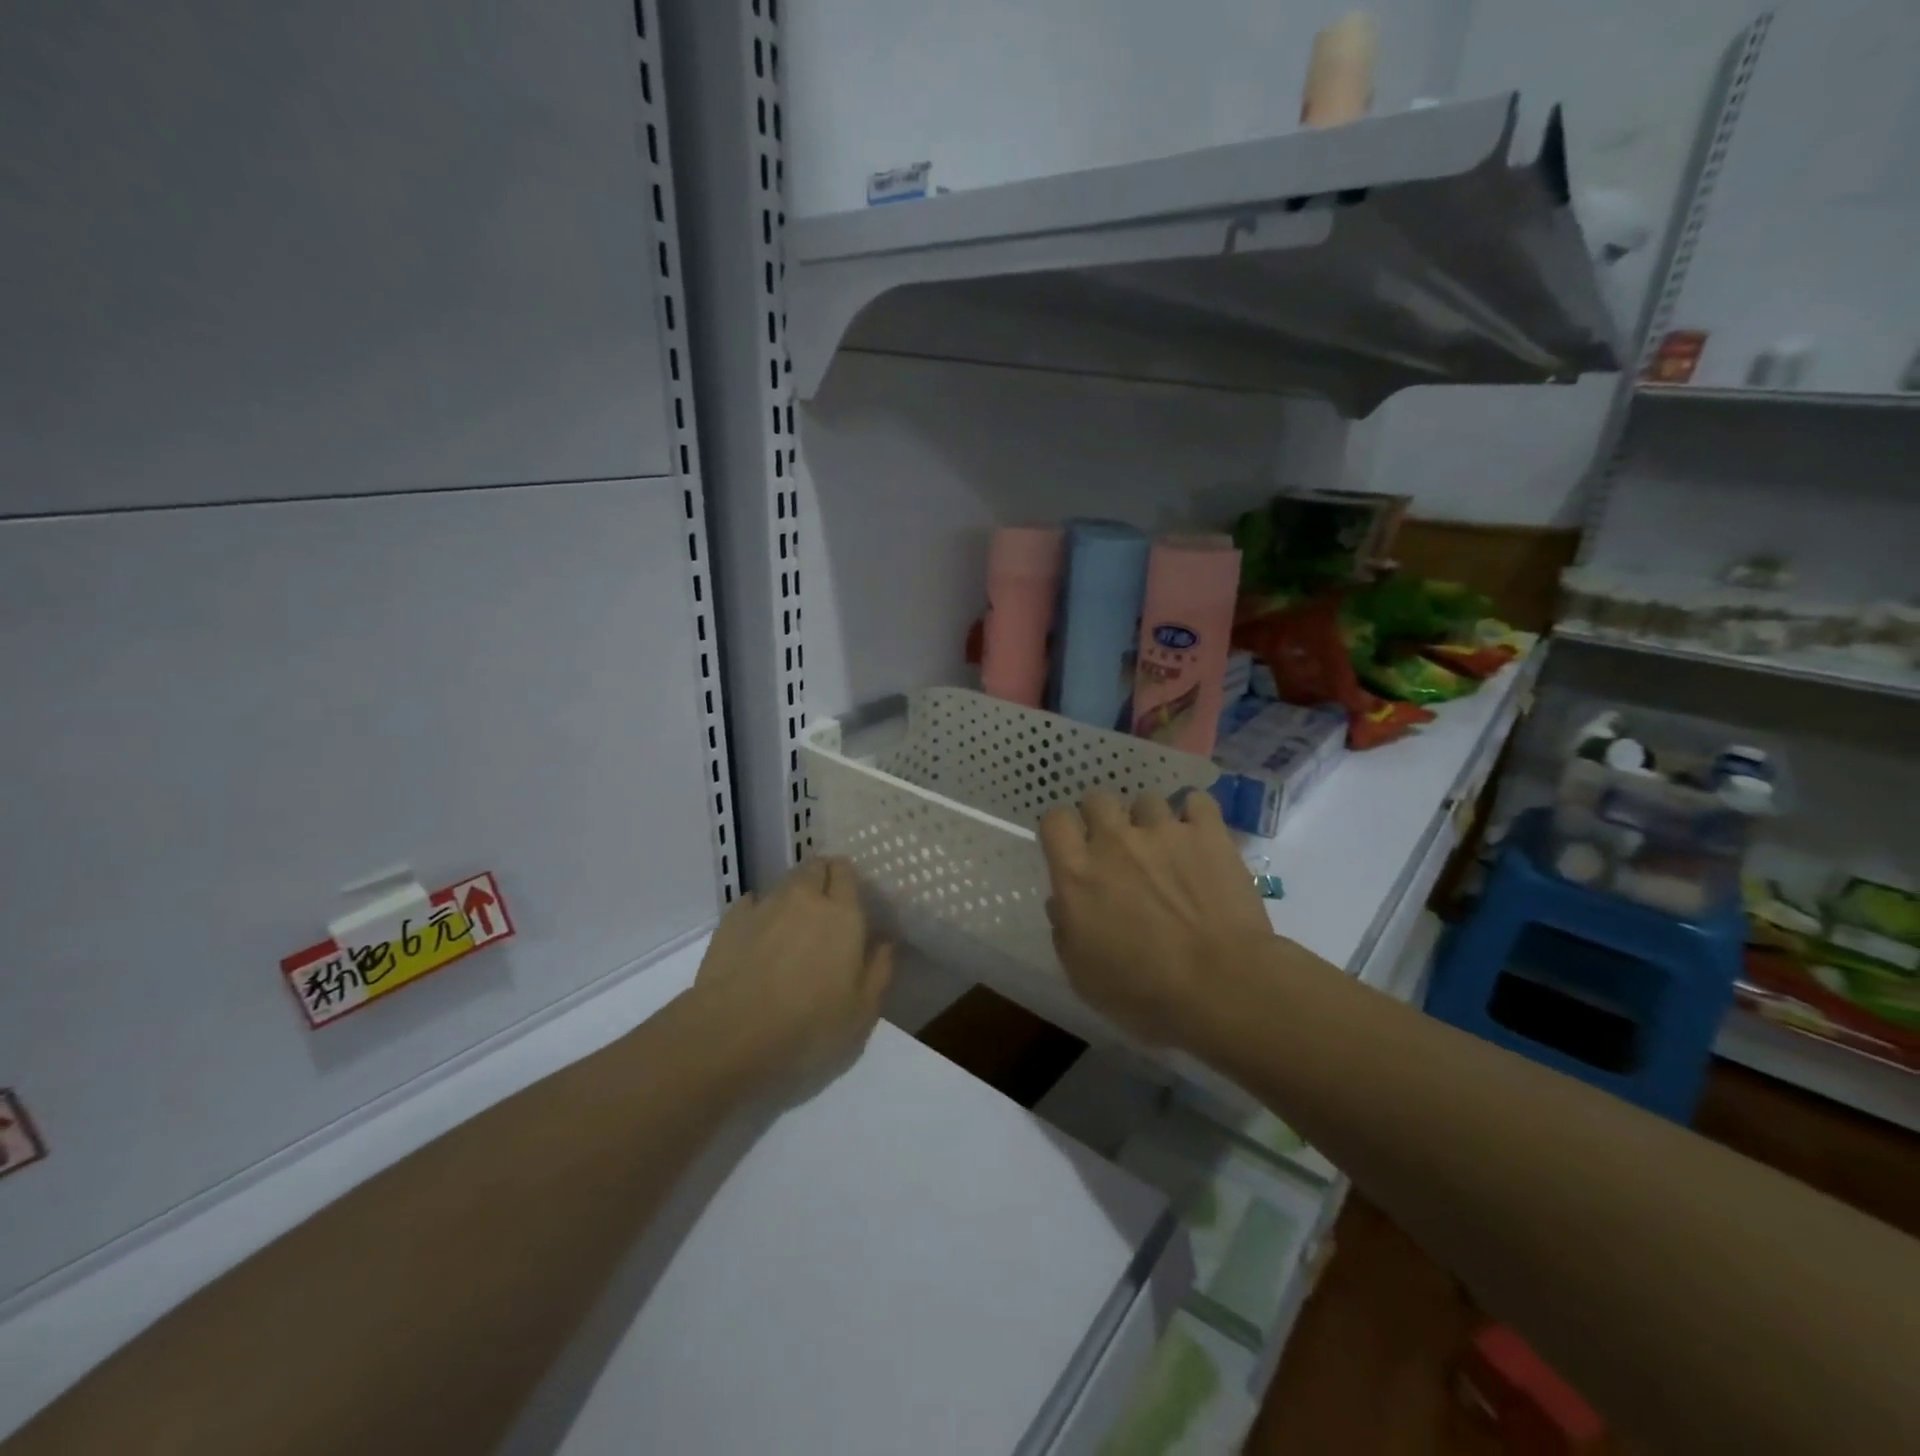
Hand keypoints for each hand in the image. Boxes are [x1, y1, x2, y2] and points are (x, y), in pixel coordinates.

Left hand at [693, 858, 892, 1082]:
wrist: (730, 1034)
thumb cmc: (808, 1025)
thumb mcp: (862, 1011)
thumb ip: (879, 970)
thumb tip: (886, 941)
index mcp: (842, 915)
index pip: (846, 872)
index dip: (847, 877)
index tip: (850, 894)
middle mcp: (804, 899)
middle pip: (814, 867)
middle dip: (821, 876)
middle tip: (824, 904)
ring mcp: (764, 906)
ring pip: (783, 883)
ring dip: (792, 894)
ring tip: (791, 923)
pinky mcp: (730, 921)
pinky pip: (751, 903)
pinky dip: (758, 911)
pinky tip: (758, 934)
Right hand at [1039, 789, 1272, 1048]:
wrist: (1222, 986)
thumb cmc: (1144, 991)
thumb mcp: (1082, 975)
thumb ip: (1064, 930)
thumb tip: (1060, 903)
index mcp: (1077, 873)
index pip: (1055, 820)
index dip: (1061, 830)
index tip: (1071, 849)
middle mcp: (1115, 841)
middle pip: (1097, 799)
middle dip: (1102, 818)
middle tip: (1116, 849)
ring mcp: (1164, 831)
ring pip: (1146, 800)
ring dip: (1149, 820)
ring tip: (1163, 846)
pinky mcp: (1208, 833)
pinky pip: (1197, 802)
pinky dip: (1195, 814)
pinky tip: (1198, 835)